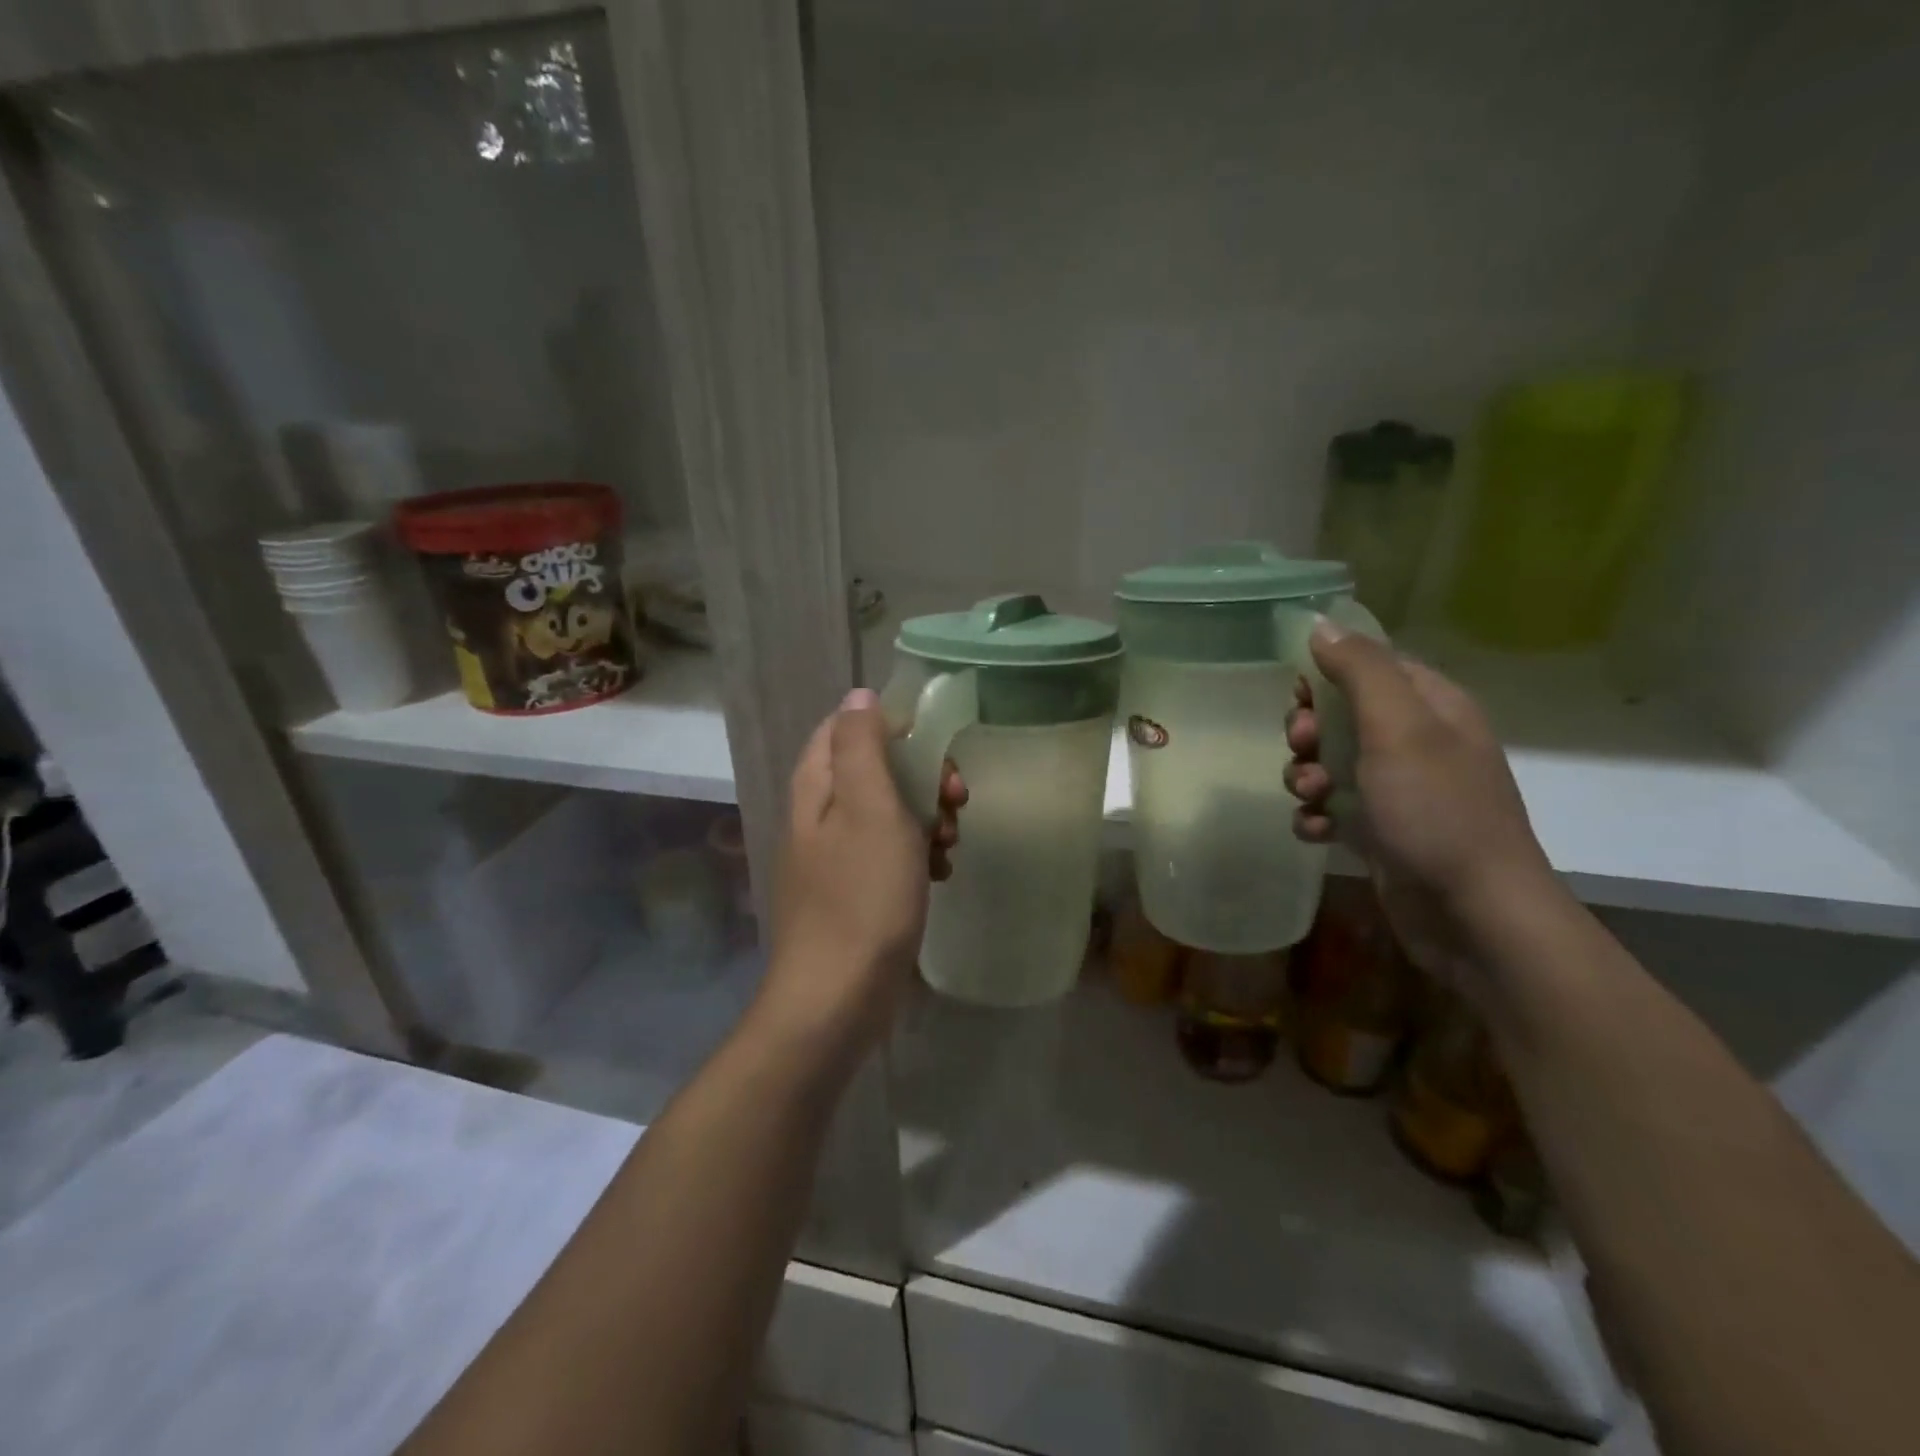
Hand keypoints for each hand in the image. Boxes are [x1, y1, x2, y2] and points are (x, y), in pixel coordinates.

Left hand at [764, 688, 965, 1043]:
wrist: (838, 996)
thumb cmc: (862, 897)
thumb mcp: (869, 808)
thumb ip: (862, 745)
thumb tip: (858, 695)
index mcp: (817, 787)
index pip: (849, 727)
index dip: (896, 729)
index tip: (936, 752)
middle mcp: (820, 814)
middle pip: (875, 768)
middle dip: (922, 777)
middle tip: (956, 800)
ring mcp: (835, 855)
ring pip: (888, 812)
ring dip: (927, 817)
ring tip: (951, 843)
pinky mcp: (853, 891)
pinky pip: (889, 853)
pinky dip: (917, 854)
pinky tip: (939, 875)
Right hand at [1284, 618, 1560, 995]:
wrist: (1472, 914)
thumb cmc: (1436, 811)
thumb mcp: (1398, 729)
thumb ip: (1361, 671)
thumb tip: (1321, 625)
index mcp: (1431, 706)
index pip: (1371, 665)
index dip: (1326, 674)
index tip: (1295, 696)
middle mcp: (1417, 743)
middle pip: (1342, 715)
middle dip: (1309, 732)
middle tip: (1301, 749)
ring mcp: (1400, 791)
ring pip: (1330, 763)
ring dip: (1307, 776)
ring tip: (1312, 798)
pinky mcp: (1383, 832)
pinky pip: (1334, 808)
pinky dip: (1318, 816)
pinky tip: (1317, 831)